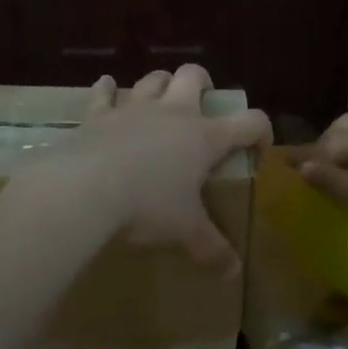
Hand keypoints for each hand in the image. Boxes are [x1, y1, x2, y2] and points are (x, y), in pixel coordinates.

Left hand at [32, 65, 270, 270]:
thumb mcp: (185, 231)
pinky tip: (106, 86)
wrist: (86, 189)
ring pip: (153, 80)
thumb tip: (234, 272)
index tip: (258, 149)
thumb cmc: (148, 205)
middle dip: (203, 83)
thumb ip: (212, 248)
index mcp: (205, 137)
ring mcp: (134, 109)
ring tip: (161, 99)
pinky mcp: (98, 115)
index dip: (261, 131)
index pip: (250, 121)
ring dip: (160, 84)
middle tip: (203, 105)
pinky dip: (106, 89)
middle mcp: (173, 113)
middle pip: (194, 76)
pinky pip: (103, 93)